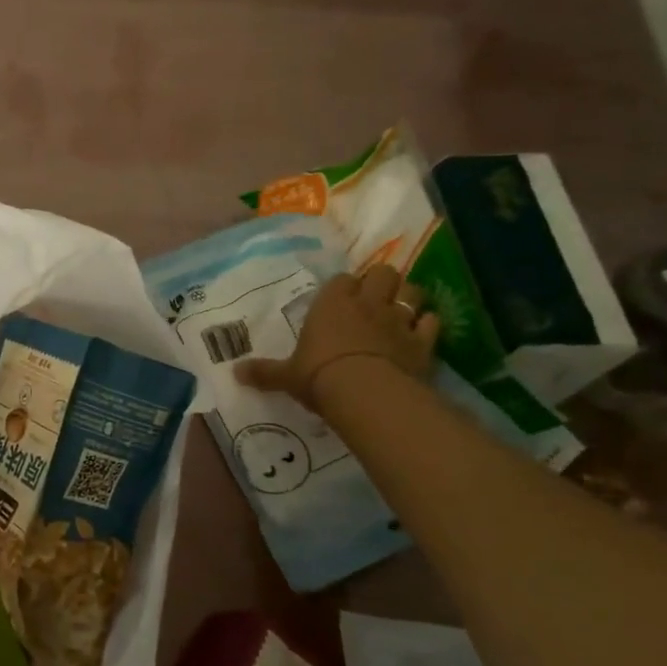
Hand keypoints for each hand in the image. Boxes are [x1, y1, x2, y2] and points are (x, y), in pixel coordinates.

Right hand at [236, 265, 439, 410]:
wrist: (366, 393)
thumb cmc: (319, 375)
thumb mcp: (286, 376)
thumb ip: (264, 372)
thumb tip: (235, 373)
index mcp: (332, 303)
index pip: (342, 279)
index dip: (344, 287)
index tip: (340, 298)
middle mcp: (367, 303)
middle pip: (383, 273)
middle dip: (381, 281)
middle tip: (374, 298)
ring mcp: (399, 320)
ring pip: (412, 290)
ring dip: (408, 296)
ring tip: (400, 309)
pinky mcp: (423, 341)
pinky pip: (431, 322)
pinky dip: (427, 324)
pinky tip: (421, 332)